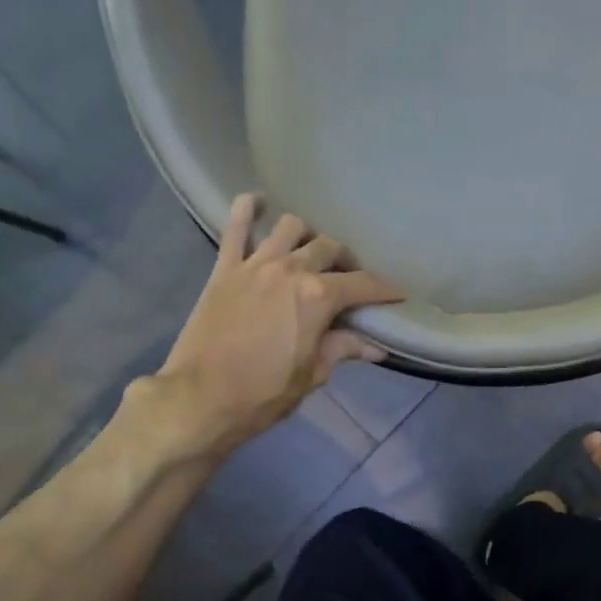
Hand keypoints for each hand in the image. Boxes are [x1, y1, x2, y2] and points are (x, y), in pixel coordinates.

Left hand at [151, 195, 404, 457]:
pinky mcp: (224, 268)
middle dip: (348, 262)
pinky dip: (248, 209)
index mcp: (317, 298)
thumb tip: (375, 348)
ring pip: (291, 228)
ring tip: (310, 253)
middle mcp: (290, 269)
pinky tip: (257, 203)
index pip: (363, 285)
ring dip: (308, 236)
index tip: (399, 294)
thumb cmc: (264, 393)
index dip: (385, 289)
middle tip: (351, 280)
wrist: (202, 397)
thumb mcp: (312, 375)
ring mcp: (254, 264)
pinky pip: (236, 226)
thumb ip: (342, 350)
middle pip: (329, 249)